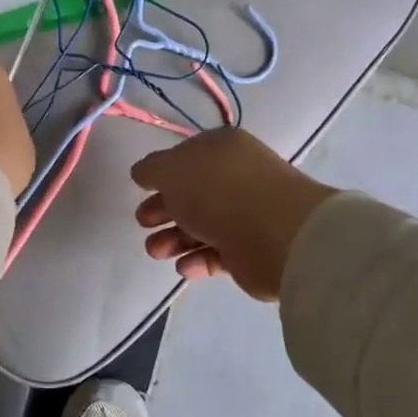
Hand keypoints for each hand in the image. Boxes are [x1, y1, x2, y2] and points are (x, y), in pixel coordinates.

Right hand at [130, 128, 336, 300]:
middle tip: (144, 222)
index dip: (163, 173)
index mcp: (222, 149)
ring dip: (174, 239)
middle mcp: (236, 178)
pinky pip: (217, 254)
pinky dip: (197, 260)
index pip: (187, 157)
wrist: (276, 234)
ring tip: (157, 251)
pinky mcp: (251, 250)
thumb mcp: (171, 170)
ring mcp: (247, 215)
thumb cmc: (218, 191)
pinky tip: (184, 267)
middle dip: (163, 209)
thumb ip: (151, 169)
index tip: (141, 189)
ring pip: (202, 226)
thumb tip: (142, 172)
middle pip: (192, 194)